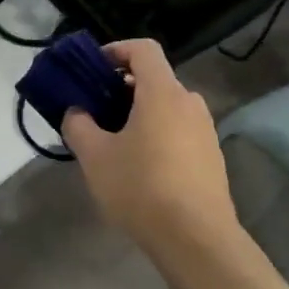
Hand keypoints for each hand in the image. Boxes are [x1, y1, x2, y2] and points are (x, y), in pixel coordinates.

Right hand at [63, 40, 241, 258]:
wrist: (197, 239)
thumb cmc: (141, 187)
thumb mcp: (95, 156)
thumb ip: (79, 125)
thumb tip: (77, 112)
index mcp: (162, 93)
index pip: (143, 49)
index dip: (116, 50)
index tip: (94, 68)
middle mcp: (189, 103)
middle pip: (154, 79)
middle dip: (122, 88)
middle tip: (95, 110)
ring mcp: (205, 131)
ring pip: (167, 107)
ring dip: (139, 114)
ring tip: (113, 142)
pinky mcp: (211, 157)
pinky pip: (179, 131)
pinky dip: (157, 134)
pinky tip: (140, 167)